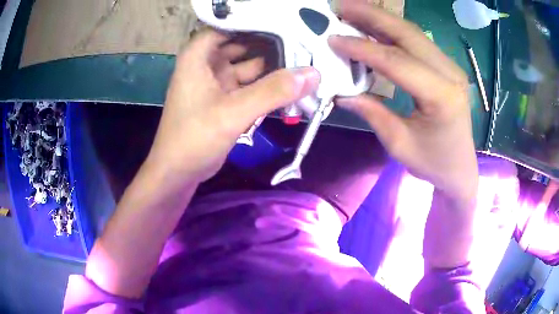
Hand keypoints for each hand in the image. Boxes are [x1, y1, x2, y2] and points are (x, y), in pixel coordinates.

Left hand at [148, 30, 319, 182]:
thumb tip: (313, 74)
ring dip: (271, 68)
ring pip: (248, 66)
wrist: (178, 173)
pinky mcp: (224, 100)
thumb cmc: (194, 139)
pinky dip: (265, 87)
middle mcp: (207, 64)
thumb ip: (273, 91)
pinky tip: (287, 87)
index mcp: (199, 56)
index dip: (256, 22)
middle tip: (303, 44)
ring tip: (303, 63)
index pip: (230, 25)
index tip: (285, 23)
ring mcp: (216, 82)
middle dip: (270, 45)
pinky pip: (248, 85)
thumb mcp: (233, 112)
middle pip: (243, 44)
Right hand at [329, 1, 477, 200]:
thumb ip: (372, 112)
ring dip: (381, 17)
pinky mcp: (445, 66)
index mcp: (442, 97)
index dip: (362, 48)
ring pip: (412, 32)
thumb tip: (340, 91)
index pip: (397, 62)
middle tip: (340, 6)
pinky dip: (392, 29)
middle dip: (372, 16)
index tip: (333, 39)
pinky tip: (373, 24)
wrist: (460, 167)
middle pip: (408, 34)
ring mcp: (450, 67)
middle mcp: (450, 74)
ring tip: (352, 9)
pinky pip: (417, 41)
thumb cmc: (433, 163)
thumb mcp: (399, 144)